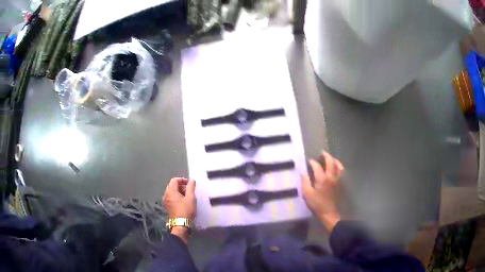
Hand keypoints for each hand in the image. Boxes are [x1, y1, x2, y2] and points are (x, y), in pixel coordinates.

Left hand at [163, 178, 195, 243]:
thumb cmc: (186, 210)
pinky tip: (184, 202)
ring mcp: (165, 201)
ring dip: (180, 192)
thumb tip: (192, 180)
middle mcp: (166, 194)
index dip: (183, 180)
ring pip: (172, 192)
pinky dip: (177, 197)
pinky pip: (171, 198)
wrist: (181, 224)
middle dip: (181, 186)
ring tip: (188, 197)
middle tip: (190, 190)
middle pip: (172, 186)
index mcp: (170, 191)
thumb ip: (191, 187)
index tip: (190, 184)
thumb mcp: (191, 198)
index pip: (174, 180)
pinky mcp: (167, 206)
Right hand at [301, 152, 343, 231]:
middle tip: (321, 153)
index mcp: (322, 178)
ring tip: (329, 158)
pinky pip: (341, 171)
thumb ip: (305, 182)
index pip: (317, 166)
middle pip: (330, 161)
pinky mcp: (340, 182)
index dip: (312, 162)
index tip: (309, 161)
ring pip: (338, 165)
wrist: (329, 212)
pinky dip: (339, 166)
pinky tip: (336, 167)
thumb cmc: (317, 204)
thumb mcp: (307, 194)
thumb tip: (303, 173)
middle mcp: (331, 176)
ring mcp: (337, 179)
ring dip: (333, 159)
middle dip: (325, 156)